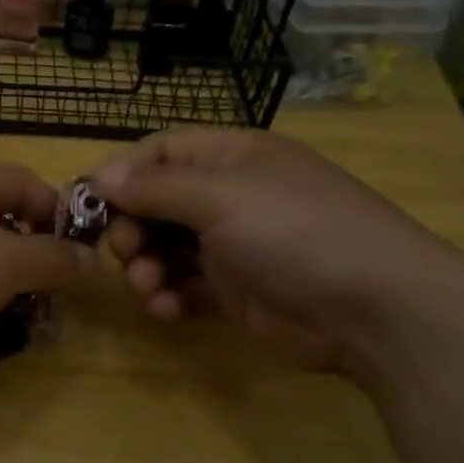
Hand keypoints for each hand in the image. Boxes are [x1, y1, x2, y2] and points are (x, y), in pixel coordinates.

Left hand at [0, 162, 90, 402]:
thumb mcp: (3, 261)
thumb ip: (53, 258)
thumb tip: (94, 260)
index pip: (27, 183)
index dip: (61, 215)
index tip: (86, 257)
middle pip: (4, 227)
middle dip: (36, 261)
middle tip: (62, 299)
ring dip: (8, 294)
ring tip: (32, 323)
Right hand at [91, 129, 463, 373]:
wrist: (375, 309)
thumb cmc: (297, 233)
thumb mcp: (223, 199)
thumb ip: (156, 188)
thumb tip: (99, 173)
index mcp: (230, 158)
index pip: (160, 152)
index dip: (121, 174)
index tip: (88, 205)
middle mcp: (227, 197)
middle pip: (154, 204)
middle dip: (130, 228)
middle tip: (124, 252)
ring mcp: (231, 247)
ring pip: (163, 249)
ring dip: (144, 268)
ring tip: (148, 286)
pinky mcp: (233, 293)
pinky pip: (183, 287)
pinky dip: (167, 297)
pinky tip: (166, 309)